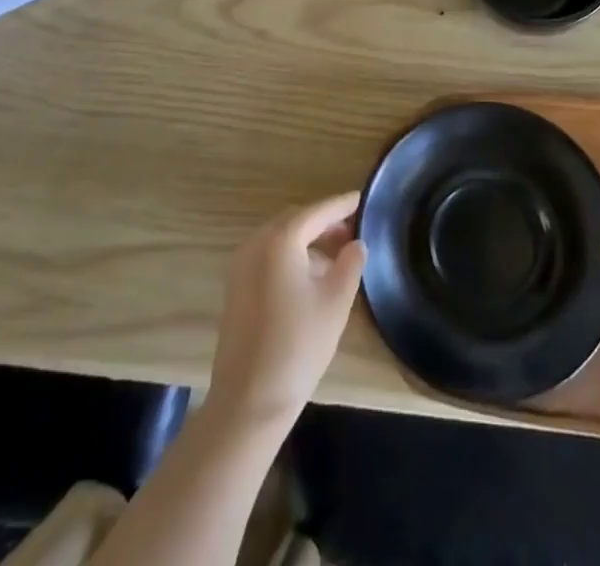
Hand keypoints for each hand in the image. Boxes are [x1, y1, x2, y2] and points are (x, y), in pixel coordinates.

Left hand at [207, 192, 366, 429]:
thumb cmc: (298, 346)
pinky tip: (311, 278)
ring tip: (337, 257)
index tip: (363, 199)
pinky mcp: (236, 288)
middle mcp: (256, 243)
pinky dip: (291, 256)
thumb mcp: (336, 302)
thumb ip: (350, 263)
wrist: (248, 401)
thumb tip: (356, 243)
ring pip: (281, 239)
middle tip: (353, 231)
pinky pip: (268, 256)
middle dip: (325, 222)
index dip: (342, 205)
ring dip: (308, 240)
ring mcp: (241, 266)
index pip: (317, 211)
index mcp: (280, 240)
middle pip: (296, 220)